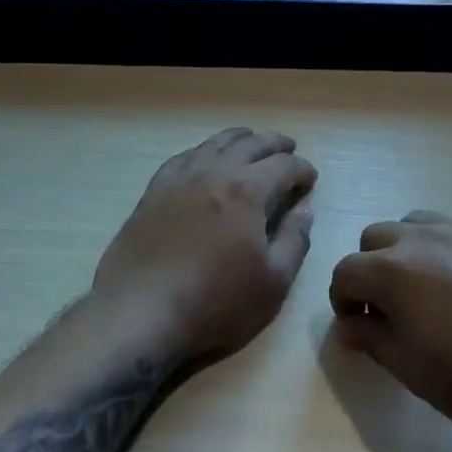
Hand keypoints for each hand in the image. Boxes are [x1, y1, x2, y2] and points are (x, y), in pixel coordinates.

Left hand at [92, 128, 316, 365]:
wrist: (140, 311)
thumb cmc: (215, 302)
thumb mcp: (273, 282)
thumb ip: (294, 241)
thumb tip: (305, 210)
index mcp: (247, 191)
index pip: (283, 166)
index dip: (302, 169)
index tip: (310, 179)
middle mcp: (214, 172)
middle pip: (250, 145)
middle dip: (275, 144)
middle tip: (289, 149)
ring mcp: (179, 179)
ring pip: (214, 144)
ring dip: (239, 139)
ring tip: (251, 141)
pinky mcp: (153, 191)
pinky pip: (183, 157)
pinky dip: (203, 151)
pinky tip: (204, 158)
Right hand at [329, 212, 451, 451]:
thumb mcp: (413, 371)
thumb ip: (371, 338)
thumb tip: (348, 323)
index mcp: (395, 272)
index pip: (346, 270)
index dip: (343, 298)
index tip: (358, 323)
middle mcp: (427, 238)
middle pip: (377, 237)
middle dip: (372, 269)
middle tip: (391, 307)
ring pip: (419, 224)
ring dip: (410, 251)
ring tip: (432, 289)